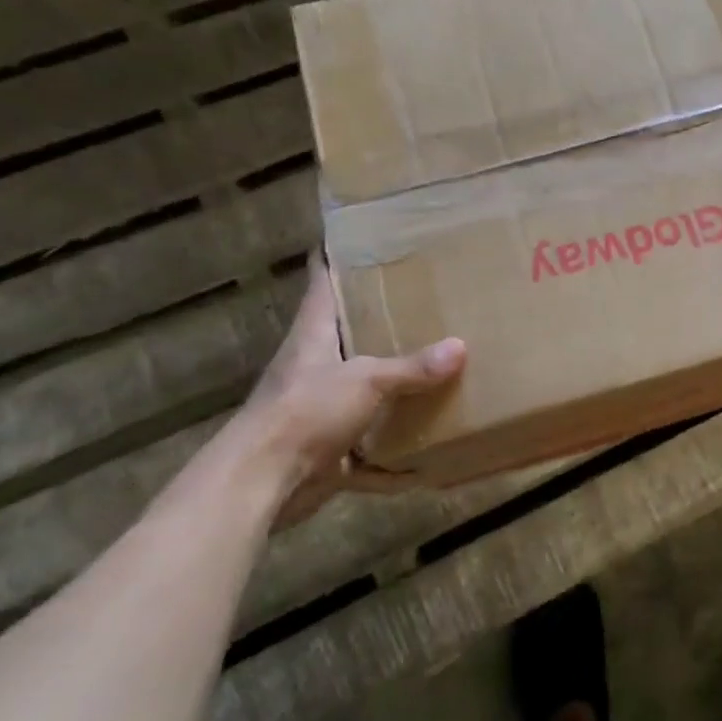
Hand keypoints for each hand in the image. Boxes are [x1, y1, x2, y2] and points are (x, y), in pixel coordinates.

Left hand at [242, 260, 464, 519]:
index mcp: (314, 335)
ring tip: (436, 373)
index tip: (361, 237)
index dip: (336, 256)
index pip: (323, 282)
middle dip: (381, 324)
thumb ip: (412, 367)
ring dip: (391, 393)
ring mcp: (319, 411)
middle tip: (424, 304)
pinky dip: (391, 463)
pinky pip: (368, 452)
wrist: (261, 483)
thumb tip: (460, 347)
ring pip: (361, 393)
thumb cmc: (305, 412)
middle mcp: (315, 367)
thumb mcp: (365, 380)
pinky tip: (423, 464)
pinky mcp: (326, 451)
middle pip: (347, 336)